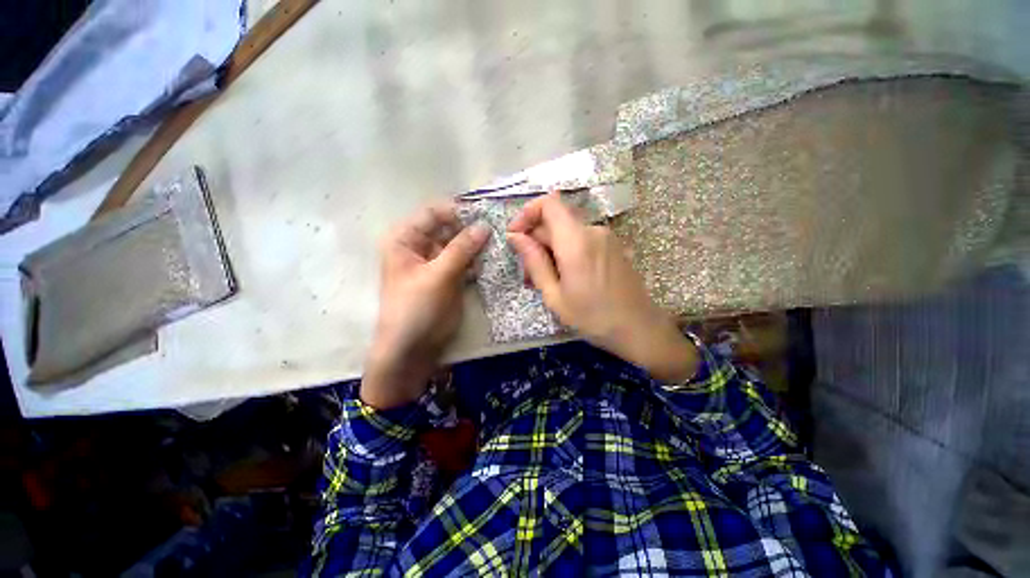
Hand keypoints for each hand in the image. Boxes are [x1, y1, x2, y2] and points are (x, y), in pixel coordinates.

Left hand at [362, 202, 489, 408]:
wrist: (411, 350)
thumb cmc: (415, 310)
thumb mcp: (437, 276)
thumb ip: (461, 249)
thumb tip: (484, 225)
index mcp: (406, 239)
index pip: (434, 213)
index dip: (458, 211)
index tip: (485, 214)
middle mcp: (421, 246)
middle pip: (449, 228)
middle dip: (471, 228)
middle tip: (498, 230)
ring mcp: (437, 263)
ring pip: (460, 245)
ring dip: (477, 245)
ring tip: (499, 244)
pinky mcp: (450, 278)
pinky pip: (465, 261)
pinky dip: (477, 261)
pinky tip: (493, 261)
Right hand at [507, 192, 697, 381]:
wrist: (640, 328)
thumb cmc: (593, 318)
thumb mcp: (554, 295)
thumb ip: (534, 262)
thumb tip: (516, 237)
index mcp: (577, 241)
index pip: (548, 203)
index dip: (527, 213)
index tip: (515, 236)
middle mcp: (593, 230)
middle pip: (555, 221)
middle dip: (535, 241)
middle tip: (527, 274)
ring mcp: (606, 237)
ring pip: (567, 232)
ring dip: (550, 249)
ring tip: (545, 280)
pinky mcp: (613, 246)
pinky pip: (582, 240)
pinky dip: (566, 251)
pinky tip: (564, 276)